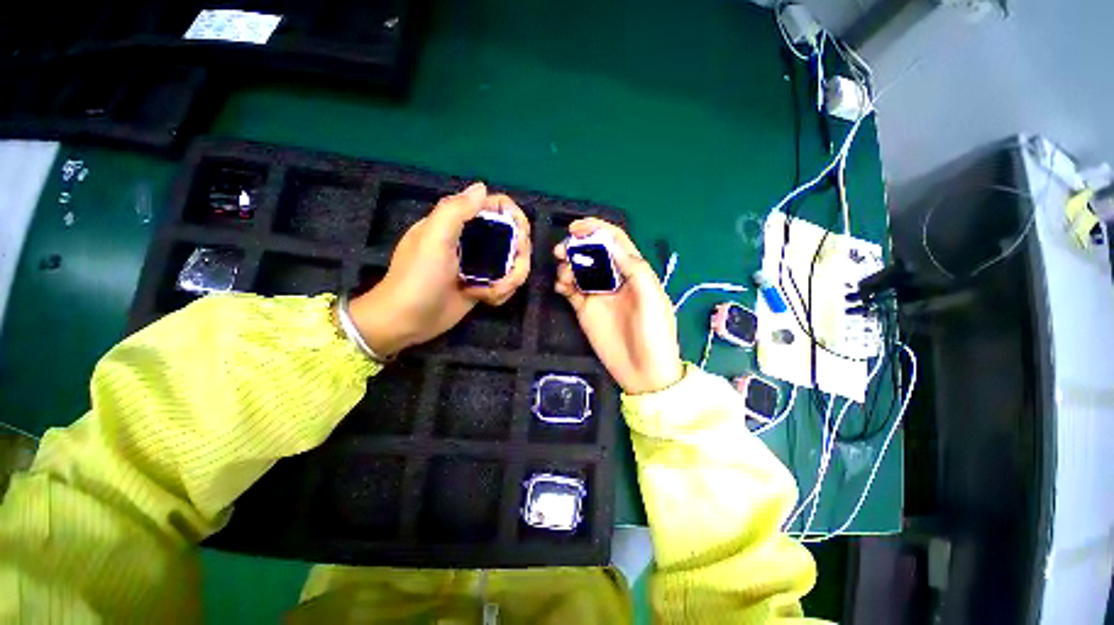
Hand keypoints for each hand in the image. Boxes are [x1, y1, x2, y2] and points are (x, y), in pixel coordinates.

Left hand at [349, 182, 530, 355]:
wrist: (407, 320)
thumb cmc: (417, 278)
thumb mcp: (433, 240)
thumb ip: (455, 210)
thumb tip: (482, 188)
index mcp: (459, 223)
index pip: (497, 208)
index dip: (515, 219)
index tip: (519, 239)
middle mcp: (473, 240)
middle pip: (513, 237)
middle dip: (518, 258)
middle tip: (509, 276)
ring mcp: (480, 264)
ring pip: (513, 263)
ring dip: (509, 281)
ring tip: (490, 294)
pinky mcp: (483, 285)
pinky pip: (506, 283)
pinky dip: (502, 293)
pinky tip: (486, 299)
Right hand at [554, 218, 682, 394]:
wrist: (643, 372)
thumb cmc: (655, 334)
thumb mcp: (652, 299)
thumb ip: (634, 269)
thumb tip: (610, 244)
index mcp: (634, 272)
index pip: (615, 242)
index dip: (597, 230)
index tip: (576, 228)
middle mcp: (614, 279)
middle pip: (592, 253)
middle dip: (576, 247)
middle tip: (561, 251)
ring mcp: (598, 295)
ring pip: (579, 270)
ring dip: (567, 266)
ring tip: (564, 276)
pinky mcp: (585, 310)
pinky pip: (570, 290)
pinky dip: (563, 284)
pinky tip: (561, 287)